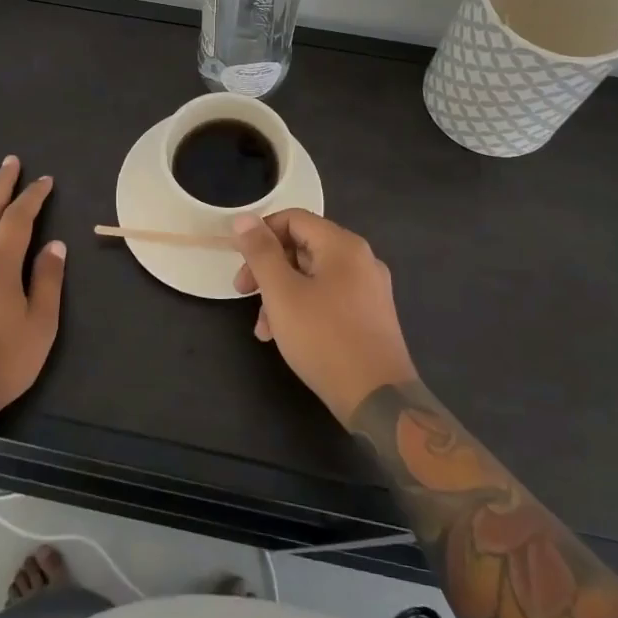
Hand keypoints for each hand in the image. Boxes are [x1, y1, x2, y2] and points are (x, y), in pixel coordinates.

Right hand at [232, 210, 417, 425]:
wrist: (378, 399)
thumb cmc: (324, 338)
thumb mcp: (282, 293)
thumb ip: (261, 253)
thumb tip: (244, 218)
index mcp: (343, 245)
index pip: (293, 219)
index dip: (261, 235)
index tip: (239, 262)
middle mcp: (361, 259)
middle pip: (303, 247)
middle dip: (268, 269)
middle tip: (243, 293)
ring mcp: (369, 289)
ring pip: (313, 276)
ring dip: (281, 294)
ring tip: (262, 328)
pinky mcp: (370, 316)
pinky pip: (328, 297)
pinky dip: (303, 308)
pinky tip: (286, 337)